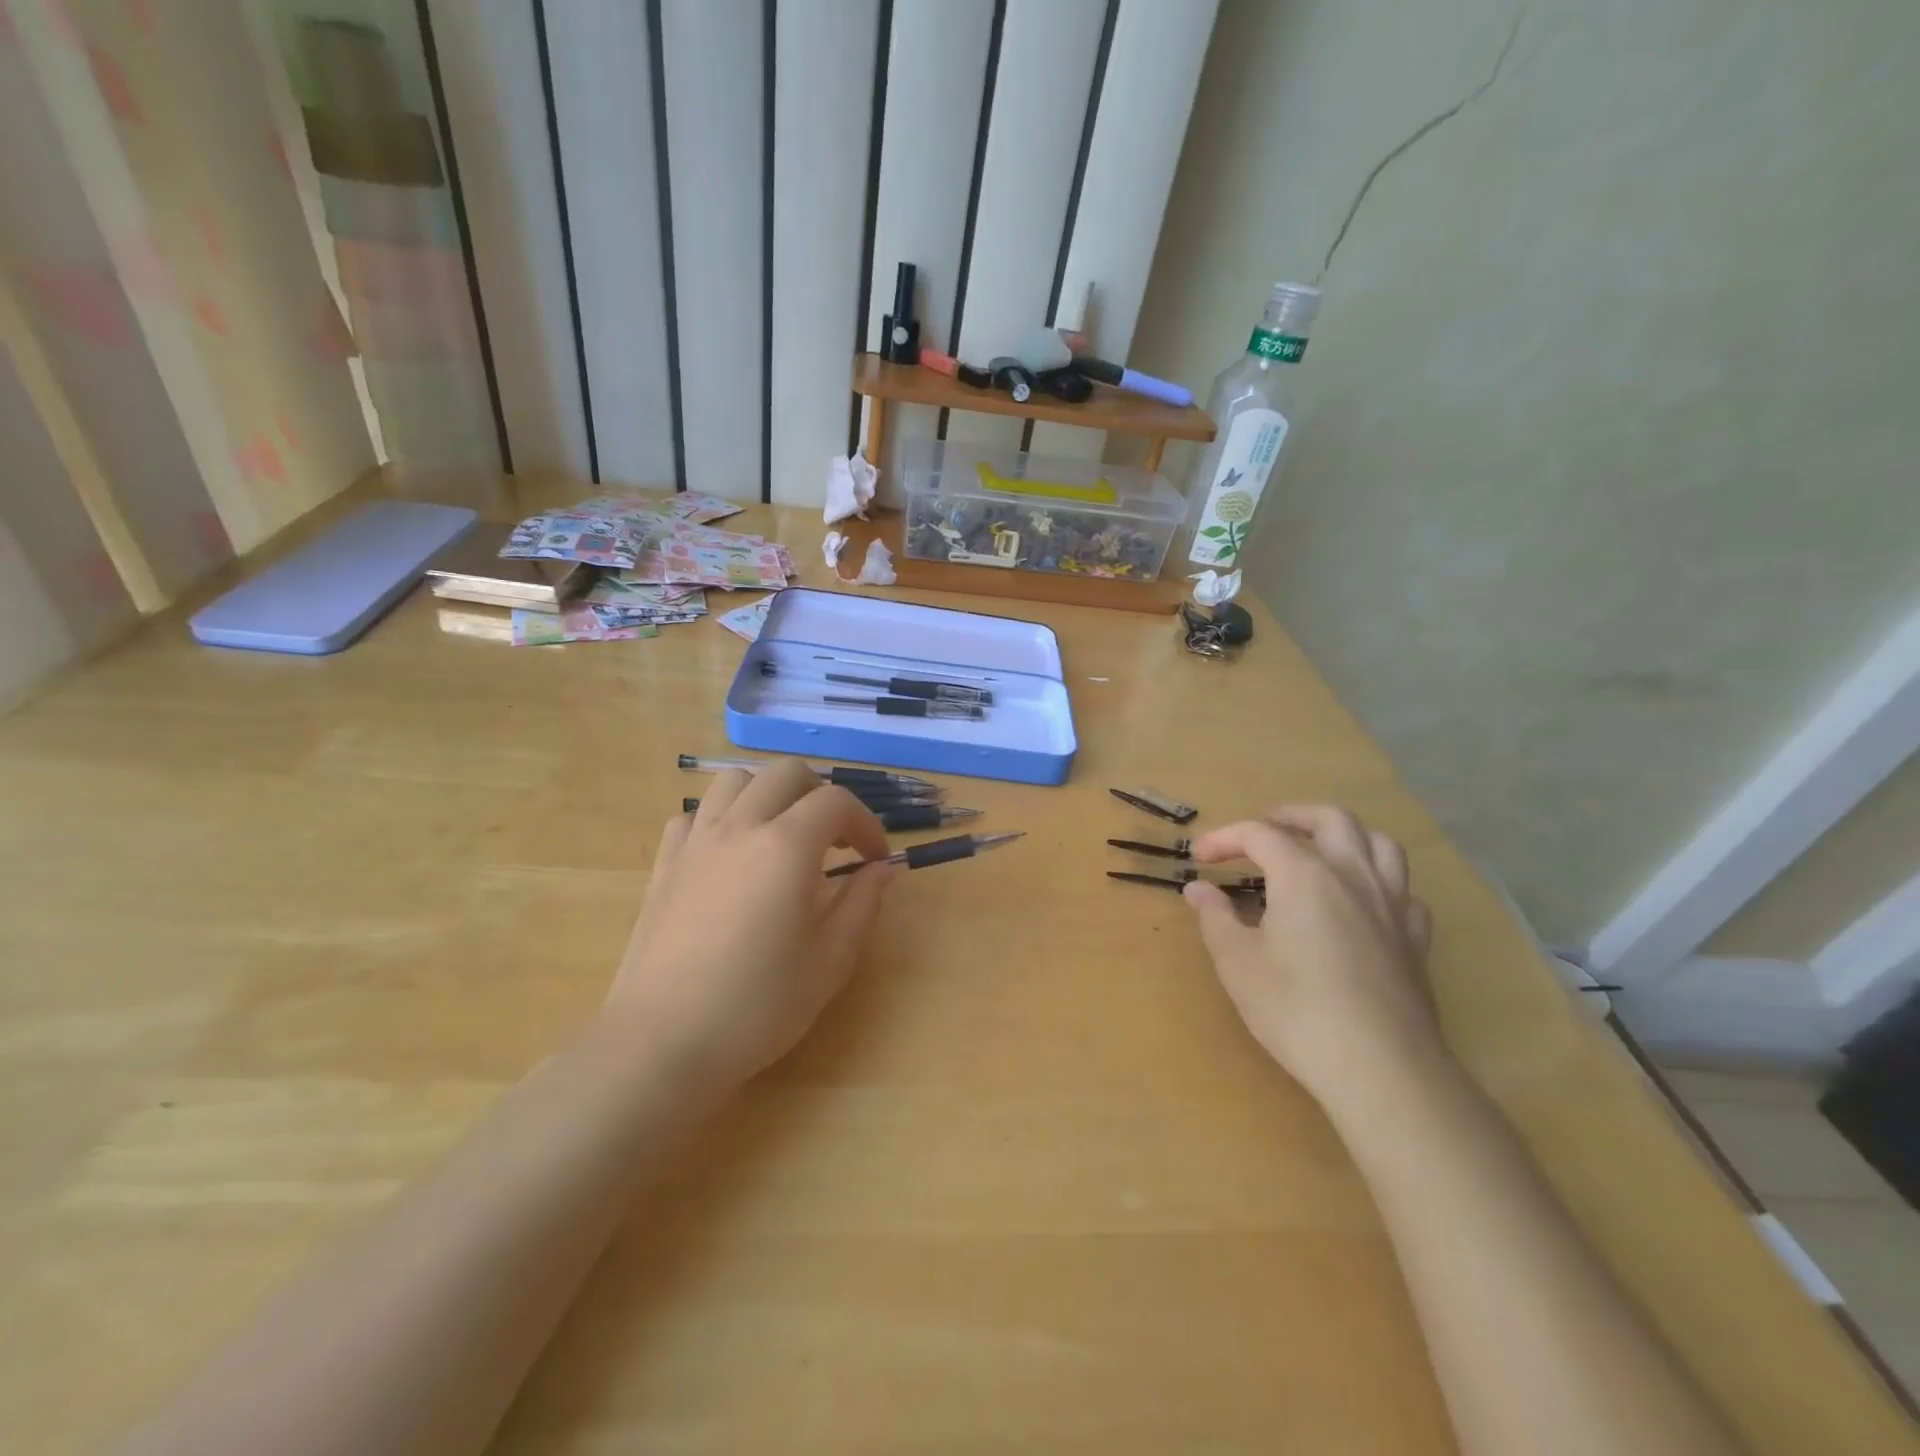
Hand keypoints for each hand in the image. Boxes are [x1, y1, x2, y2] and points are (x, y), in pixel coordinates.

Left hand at [607, 761, 898, 1088]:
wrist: (662, 1044)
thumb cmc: (756, 1007)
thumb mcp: (829, 962)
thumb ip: (861, 904)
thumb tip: (883, 869)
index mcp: (786, 847)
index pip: (836, 802)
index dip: (866, 824)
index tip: (874, 859)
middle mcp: (739, 827)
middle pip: (786, 774)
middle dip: (820, 795)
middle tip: (834, 841)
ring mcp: (695, 842)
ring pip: (735, 781)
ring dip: (768, 795)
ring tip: (781, 836)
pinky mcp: (664, 864)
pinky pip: (694, 815)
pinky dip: (720, 819)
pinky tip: (730, 857)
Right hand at [1182, 805, 1440, 1108]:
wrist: (1381, 1069)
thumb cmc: (1296, 1010)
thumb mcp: (1237, 963)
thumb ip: (1215, 917)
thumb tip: (1198, 889)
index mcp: (1305, 875)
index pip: (1260, 834)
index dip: (1225, 838)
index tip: (1199, 859)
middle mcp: (1353, 875)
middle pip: (1329, 819)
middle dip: (1290, 817)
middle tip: (1261, 832)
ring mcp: (1393, 905)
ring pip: (1379, 843)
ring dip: (1344, 836)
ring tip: (1318, 850)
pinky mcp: (1416, 939)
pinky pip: (1404, 890)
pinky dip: (1379, 881)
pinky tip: (1363, 901)